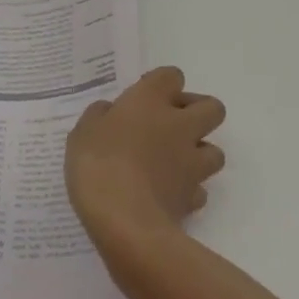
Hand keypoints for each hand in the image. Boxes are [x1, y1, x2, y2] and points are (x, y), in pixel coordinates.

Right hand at [66, 66, 226, 245]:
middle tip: (171, 126)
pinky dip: (189, 191)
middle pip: (213, 107)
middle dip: (198, 113)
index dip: (161, 84)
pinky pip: (200, 190)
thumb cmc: (98, 165)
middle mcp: (180, 125)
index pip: (172, 75)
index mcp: (151, 100)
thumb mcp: (82, 133)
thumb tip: (109, 113)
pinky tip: (168, 196)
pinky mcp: (193, 198)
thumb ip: (99, 116)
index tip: (143, 98)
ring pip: (215, 151)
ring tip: (173, 164)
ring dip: (199, 154)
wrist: (125, 222)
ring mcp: (191, 163)